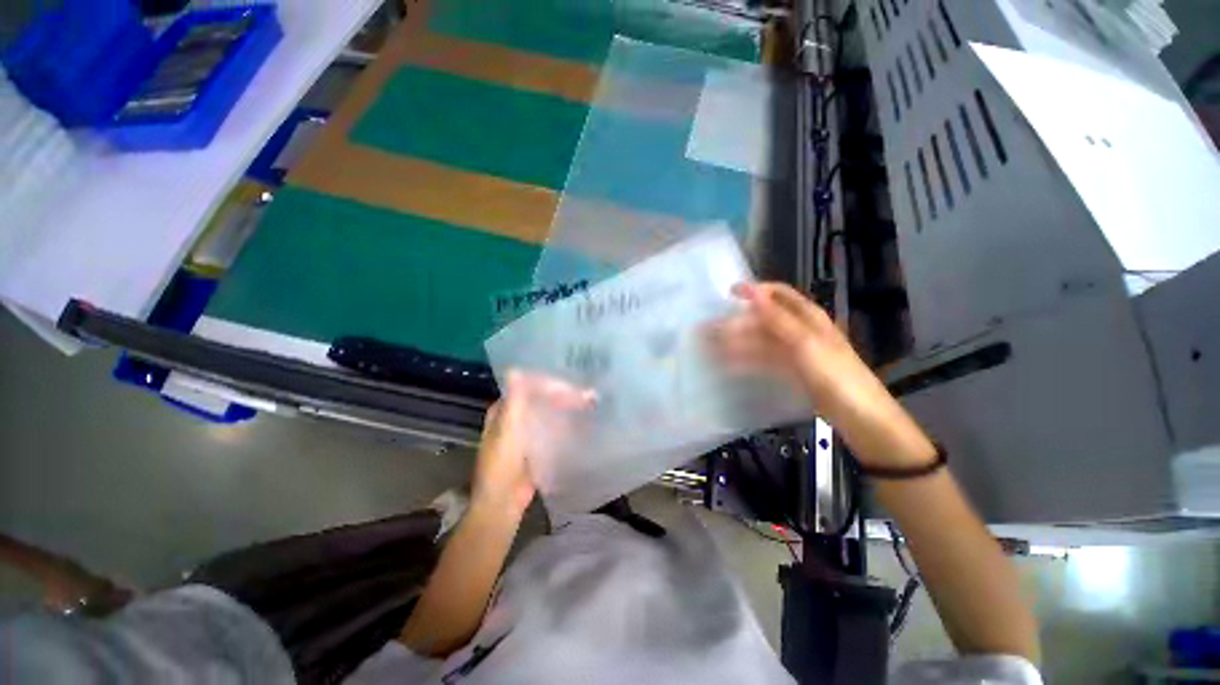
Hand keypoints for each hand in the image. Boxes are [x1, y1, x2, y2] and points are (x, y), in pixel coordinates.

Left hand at [473, 371, 595, 517]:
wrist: (503, 502)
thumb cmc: (502, 464)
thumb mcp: (508, 431)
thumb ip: (515, 401)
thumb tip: (515, 369)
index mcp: (505, 409)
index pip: (530, 387)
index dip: (551, 385)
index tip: (573, 387)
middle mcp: (516, 416)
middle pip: (542, 398)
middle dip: (565, 395)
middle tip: (589, 396)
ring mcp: (527, 430)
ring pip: (550, 411)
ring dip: (568, 407)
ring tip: (591, 404)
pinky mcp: (537, 444)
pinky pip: (553, 427)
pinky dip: (567, 422)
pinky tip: (583, 420)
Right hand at [710, 282, 936, 469]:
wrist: (860, 417)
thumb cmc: (835, 376)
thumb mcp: (805, 343)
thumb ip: (777, 318)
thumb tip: (752, 291)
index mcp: (808, 316)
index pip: (778, 294)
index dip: (754, 290)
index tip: (728, 294)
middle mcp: (801, 329)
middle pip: (765, 317)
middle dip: (739, 320)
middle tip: (711, 328)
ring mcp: (796, 351)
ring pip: (761, 339)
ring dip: (738, 341)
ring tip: (713, 346)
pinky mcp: (792, 369)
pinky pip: (765, 358)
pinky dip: (748, 358)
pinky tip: (730, 363)